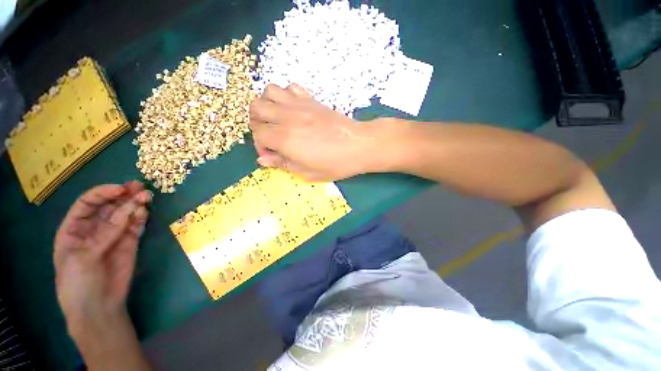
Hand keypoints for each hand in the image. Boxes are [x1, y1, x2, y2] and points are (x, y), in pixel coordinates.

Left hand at [53, 182, 151, 335]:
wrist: (98, 307)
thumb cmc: (79, 283)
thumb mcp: (85, 257)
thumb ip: (106, 234)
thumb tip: (131, 210)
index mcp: (74, 230)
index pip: (87, 204)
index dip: (102, 194)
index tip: (120, 190)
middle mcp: (94, 229)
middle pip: (108, 206)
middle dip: (122, 195)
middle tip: (139, 187)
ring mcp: (113, 236)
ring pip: (124, 214)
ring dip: (135, 204)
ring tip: (147, 197)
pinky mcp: (129, 243)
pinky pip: (135, 226)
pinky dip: (141, 218)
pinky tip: (145, 212)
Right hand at [250, 84, 380, 180]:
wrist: (359, 145)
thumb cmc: (335, 164)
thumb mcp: (307, 172)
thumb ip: (282, 164)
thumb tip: (263, 159)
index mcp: (284, 138)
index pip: (257, 133)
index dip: (260, 144)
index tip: (272, 153)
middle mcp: (287, 117)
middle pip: (256, 108)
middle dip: (257, 122)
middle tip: (269, 135)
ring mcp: (299, 105)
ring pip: (269, 91)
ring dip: (267, 104)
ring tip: (277, 119)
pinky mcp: (311, 99)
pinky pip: (290, 87)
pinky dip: (285, 95)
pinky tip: (292, 109)